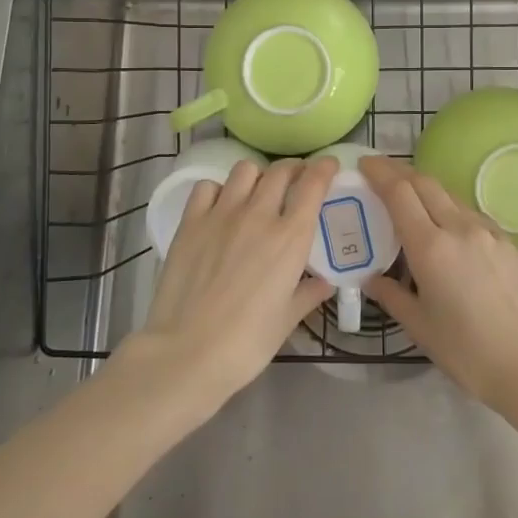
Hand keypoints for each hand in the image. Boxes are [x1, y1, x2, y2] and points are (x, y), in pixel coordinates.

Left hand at [127, 157, 337, 412]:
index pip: (313, 184)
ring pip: (245, 170)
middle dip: (293, 170)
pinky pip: (208, 187)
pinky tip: (220, 207)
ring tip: (257, 192)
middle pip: (280, 171)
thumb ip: (308, 294)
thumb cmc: (246, 343)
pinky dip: (219, 189)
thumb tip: (324, 283)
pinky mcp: (191, 221)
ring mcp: (222, 214)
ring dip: (257, 176)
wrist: (188, 352)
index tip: (329, 165)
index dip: (324, 168)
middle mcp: (259, 215)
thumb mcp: (286, 321)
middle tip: (295, 181)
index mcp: (290, 238)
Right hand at [359, 156, 517, 408]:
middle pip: (426, 183)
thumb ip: (391, 296)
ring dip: (429, 191)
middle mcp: (461, 228)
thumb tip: (371, 278)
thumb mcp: (420, 327)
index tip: (365, 163)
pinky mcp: (514, 246)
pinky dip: (455, 214)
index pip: (399, 193)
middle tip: (382, 172)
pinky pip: (477, 219)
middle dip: (401, 172)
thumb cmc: (468, 353)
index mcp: (431, 247)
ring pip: (453, 198)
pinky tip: (454, 236)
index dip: (380, 172)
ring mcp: (492, 234)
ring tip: (415, 202)